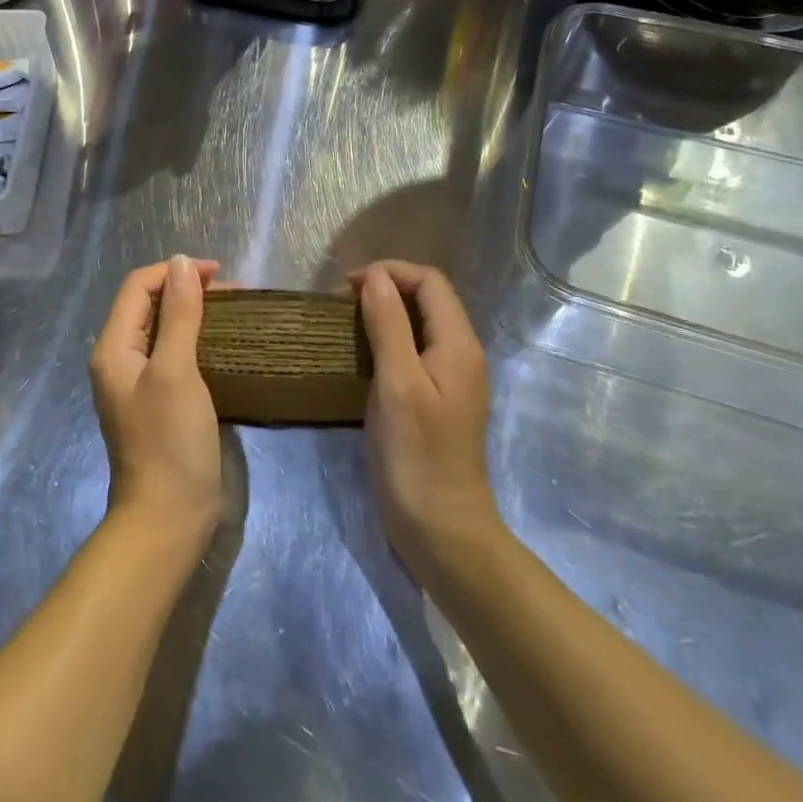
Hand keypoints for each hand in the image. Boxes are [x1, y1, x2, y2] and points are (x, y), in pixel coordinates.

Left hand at [89, 255, 223, 545]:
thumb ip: (179, 314)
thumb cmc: (170, 441)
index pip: (138, 286)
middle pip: (149, 304)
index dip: (175, 271)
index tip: (218, 274)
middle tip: (232, 294)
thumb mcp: (177, 371)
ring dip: (194, 312)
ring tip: (233, 312)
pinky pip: (174, 353)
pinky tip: (224, 343)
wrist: (169, 518)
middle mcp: (120, 358)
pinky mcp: (158, 399)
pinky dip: (197, 338)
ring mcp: (138, 381)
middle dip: (187, 289)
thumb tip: (181, 263)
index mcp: (113, 347)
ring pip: (163, 328)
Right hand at [352, 261, 500, 579]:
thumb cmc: (416, 454)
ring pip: (418, 324)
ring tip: (345, 323)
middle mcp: (460, 353)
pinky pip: (413, 351)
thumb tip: (374, 276)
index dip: (390, 272)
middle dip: (385, 288)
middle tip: (342, 303)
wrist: (441, 530)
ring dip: (384, 313)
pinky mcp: (436, 399)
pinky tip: (361, 355)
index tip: (347, 287)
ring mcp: (450, 378)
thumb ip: (387, 324)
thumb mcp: (397, 382)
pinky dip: (386, 340)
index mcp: (458, 343)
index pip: (429, 281)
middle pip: (427, 298)